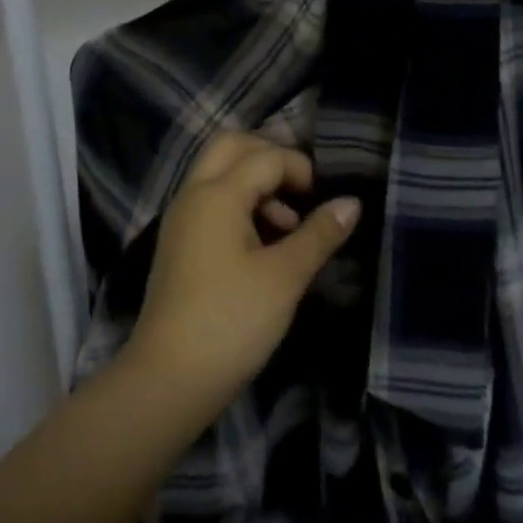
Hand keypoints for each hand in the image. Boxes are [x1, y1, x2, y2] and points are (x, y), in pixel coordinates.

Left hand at [125, 131, 359, 413]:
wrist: (170, 377)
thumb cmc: (232, 320)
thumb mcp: (285, 277)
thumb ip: (319, 234)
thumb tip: (352, 203)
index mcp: (217, 193)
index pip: (265, 156)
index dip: (301, 169)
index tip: (326, 200)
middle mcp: (194, 193)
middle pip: (232, 146)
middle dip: (270, 156)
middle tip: (302, 189)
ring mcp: (182, 217)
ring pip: (219, 173)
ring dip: (255, 182)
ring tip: (289, 225)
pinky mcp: (179, 241)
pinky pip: (211, 200)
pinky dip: (239, 203)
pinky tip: (264, 243)